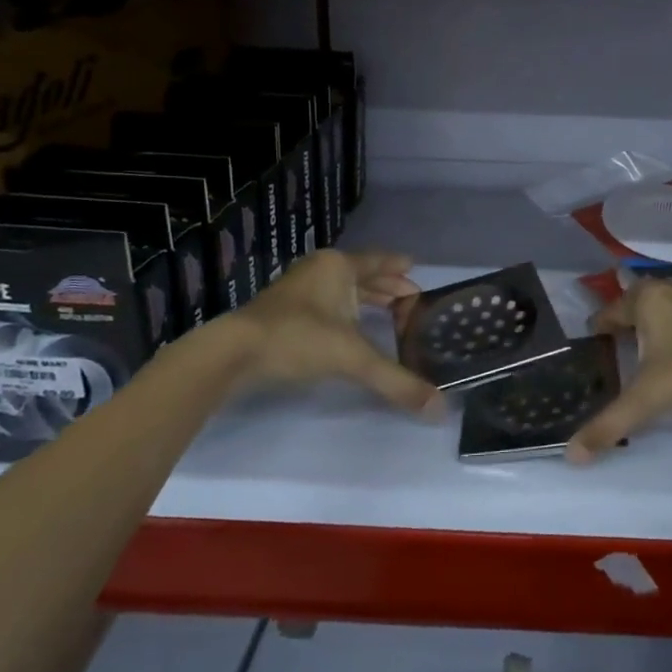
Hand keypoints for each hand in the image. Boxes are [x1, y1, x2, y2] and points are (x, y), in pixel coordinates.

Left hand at [228, 249, 445, 417]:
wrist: (231, 353)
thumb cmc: (297, 339)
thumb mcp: (352, 359)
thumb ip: (396, 381)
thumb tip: (439, 409)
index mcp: (339, 267)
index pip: (379, 262)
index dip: (400, 268)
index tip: (417, 270)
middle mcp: (320, 270)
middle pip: (362, 274)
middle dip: (387, 287)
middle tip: (412, 300)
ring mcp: (298, 288)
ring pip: (342, 289)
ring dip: (365, 299)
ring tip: (388, 313)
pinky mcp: (282, 310)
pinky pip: (326, 302)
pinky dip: (345, 311)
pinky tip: (350, 328)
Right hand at [566, 277, 671, 462]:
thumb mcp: (648, 398)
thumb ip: (609, 424)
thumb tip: (571, 456)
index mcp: (644, 298)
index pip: (608, 312)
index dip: (597, 331)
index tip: (591, 350)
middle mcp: (667, 288)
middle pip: (634, 303)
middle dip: (623, 322)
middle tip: (613, 350)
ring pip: (661, 306)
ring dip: (650, 323)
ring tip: (642, 349)